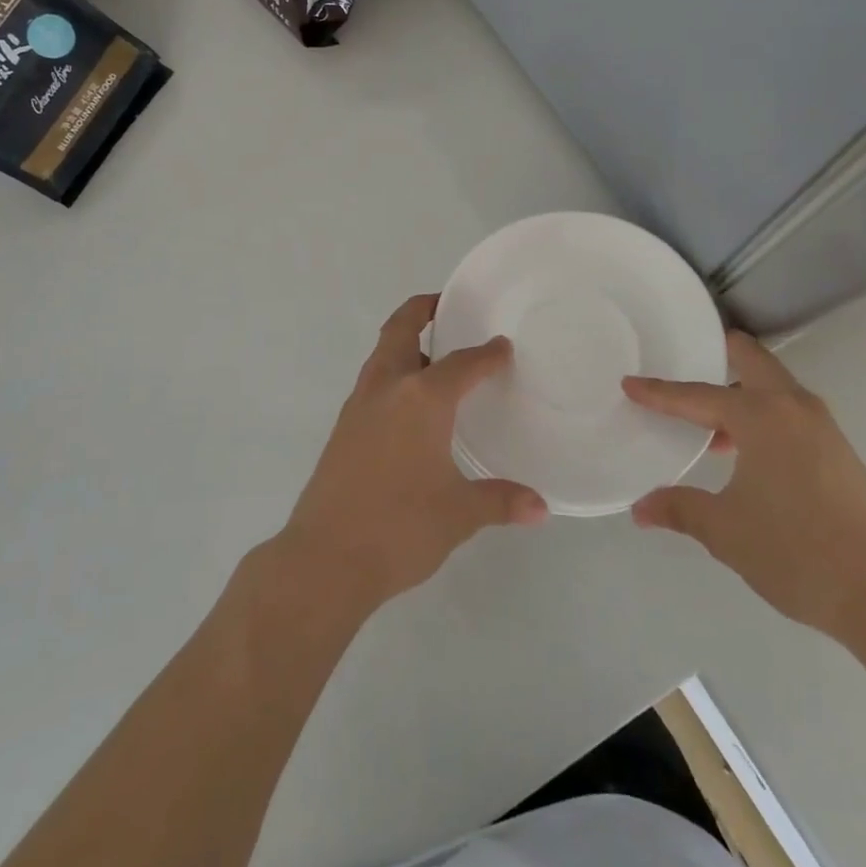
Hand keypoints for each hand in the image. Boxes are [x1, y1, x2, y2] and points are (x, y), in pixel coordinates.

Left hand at [280, 295, 548, 612]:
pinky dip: (392, 373)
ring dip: (405, 343)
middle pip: (401, 330)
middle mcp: (387, 389)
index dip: (486, 354)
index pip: (462, 364)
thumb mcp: (458, 514)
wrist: (324, 559)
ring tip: (434, 355)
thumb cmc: (399, 527)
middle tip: (447, 308)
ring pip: (382, 355)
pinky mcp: (343, 428)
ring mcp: (358, 406)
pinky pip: (373, 382)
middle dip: (422, 310)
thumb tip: (540, 507)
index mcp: (421, 398)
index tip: (503, 346)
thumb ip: (500, 501)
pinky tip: (410, 405)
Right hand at [625, 331, 865, 643]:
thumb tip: (641, 509)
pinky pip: (789, 412)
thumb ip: (680, 509)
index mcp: (761, 416)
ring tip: (707, 425)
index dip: (659, 393)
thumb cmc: (796, 552)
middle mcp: (794, 407)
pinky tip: (744, 454)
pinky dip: (761, 415)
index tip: (629, 383)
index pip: (697, 395)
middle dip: (715, 355)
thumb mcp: (725, 531)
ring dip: (740, 391)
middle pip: (751, 359)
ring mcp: (823, 427)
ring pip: (774, 386)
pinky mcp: (839, 451)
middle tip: (681, 364)